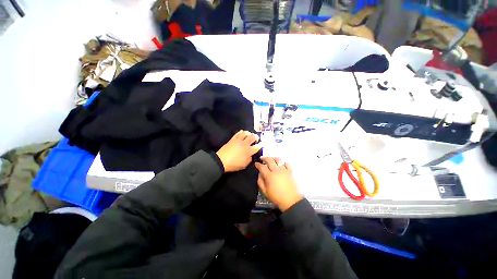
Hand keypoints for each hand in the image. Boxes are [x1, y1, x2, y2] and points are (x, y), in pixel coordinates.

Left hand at [216, 130, 261, 172]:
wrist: (221, 161)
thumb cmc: (233, 164)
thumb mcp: (244, 165)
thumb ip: (249, 159)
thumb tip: (250, 155)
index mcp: (248, 151)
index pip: (257, 146)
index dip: (261, 145)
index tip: (262, 144)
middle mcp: (245, 144)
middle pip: (252, 137)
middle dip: (256, 137)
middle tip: (256, 139)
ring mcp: (238, 141)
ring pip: (245, 133)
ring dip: (249, 133)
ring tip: (249, 135)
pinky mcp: (232, 139)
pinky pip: (238, 133)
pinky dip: (241, 132)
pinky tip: (242, 132)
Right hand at [255, 157, 302, 211]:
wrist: (290, 201)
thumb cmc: (276, 197)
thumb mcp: (265, 192)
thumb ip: (260, 182)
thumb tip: (259, 174)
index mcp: (269, 176)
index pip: (262, 167)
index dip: (258, 164)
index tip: (256, 163)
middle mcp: (276, 170)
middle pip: (269, 160)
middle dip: (264, 158)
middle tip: (261, 158)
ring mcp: (284, 170)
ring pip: (278, 160)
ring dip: (273, 158)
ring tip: (271, 159)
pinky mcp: (290, 171)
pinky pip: (287, 163)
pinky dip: (283, 163)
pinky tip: (281, 165)